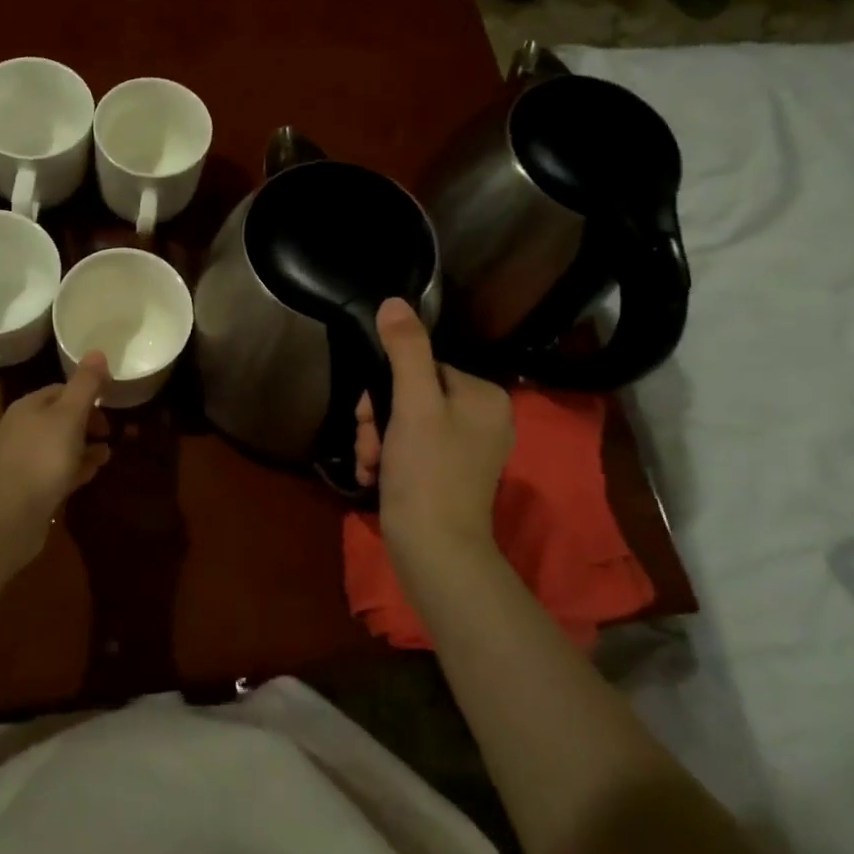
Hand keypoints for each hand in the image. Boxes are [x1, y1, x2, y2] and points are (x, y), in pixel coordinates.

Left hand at [0, 351, 111, 541]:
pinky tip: (90, 475)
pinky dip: (74, 469)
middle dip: (85, 423)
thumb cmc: (42, 457)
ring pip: (57, 447)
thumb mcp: (69, 415)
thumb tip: (97, 352)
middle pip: (58, 419)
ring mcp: (20, 461)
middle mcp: (19, 430)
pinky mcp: (25, 489)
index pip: (59, 390)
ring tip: (107, 455)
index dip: (86, 395)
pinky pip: (54, 472)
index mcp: (27, 407)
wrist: (9, 514)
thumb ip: (85, 384)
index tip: (109, 405)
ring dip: (83, 448)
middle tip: (109, 433)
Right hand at [355, 299, 512, 565]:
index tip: (369, 414)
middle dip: (378, 418)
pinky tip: (375, 476)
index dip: (386, 387)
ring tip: (372, 465)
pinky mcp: (448, 474)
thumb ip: (406, 350)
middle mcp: (481, 418)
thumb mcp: (413, 405)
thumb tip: (394, 300)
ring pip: (402, 422)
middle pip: (409, 394)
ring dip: (376, 440)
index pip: (421, 365)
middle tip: (370, 443)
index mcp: (484, 396)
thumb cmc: (427, 473)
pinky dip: (386, 459)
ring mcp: (465, 449)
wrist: (434, 553)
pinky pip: (409, 448)